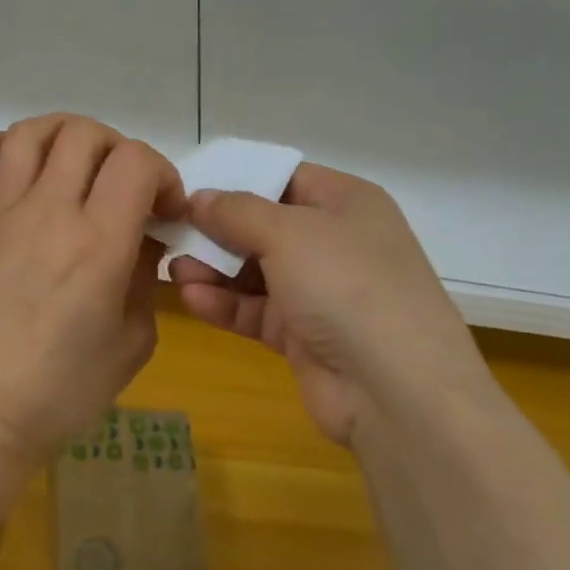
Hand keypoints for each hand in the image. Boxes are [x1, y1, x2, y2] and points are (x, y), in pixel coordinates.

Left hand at [0, 114, 184, 463]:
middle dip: (118, 148)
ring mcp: (4, 215)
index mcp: (98, 243)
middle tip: (124, 186)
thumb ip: (145, 273)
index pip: (136, 161)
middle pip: (85, 135)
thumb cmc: (70, 387)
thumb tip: (143, 234)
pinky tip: (11, 162)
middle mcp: (50, 214)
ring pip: (29, 134)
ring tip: (77, 161)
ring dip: (62, 133)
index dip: (162, 173)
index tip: (164, 209)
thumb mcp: (136, 336)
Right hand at [169, 164, 487, 445]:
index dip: (238, 178)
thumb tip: (199, 198)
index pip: (285, 177)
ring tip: (174, 268)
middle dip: (218, 229)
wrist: (398, 392)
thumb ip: (235, 211)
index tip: (191, 186)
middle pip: (265, 224)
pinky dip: (225, 303)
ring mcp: (322, 291)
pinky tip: (191, 298)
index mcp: (346, 202)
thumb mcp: (287, 232)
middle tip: (172, 229)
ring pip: (256, 269)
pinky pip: (257, 309)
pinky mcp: (305, 335)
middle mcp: (336, 241)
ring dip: (215, 268)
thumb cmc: (346, 284)